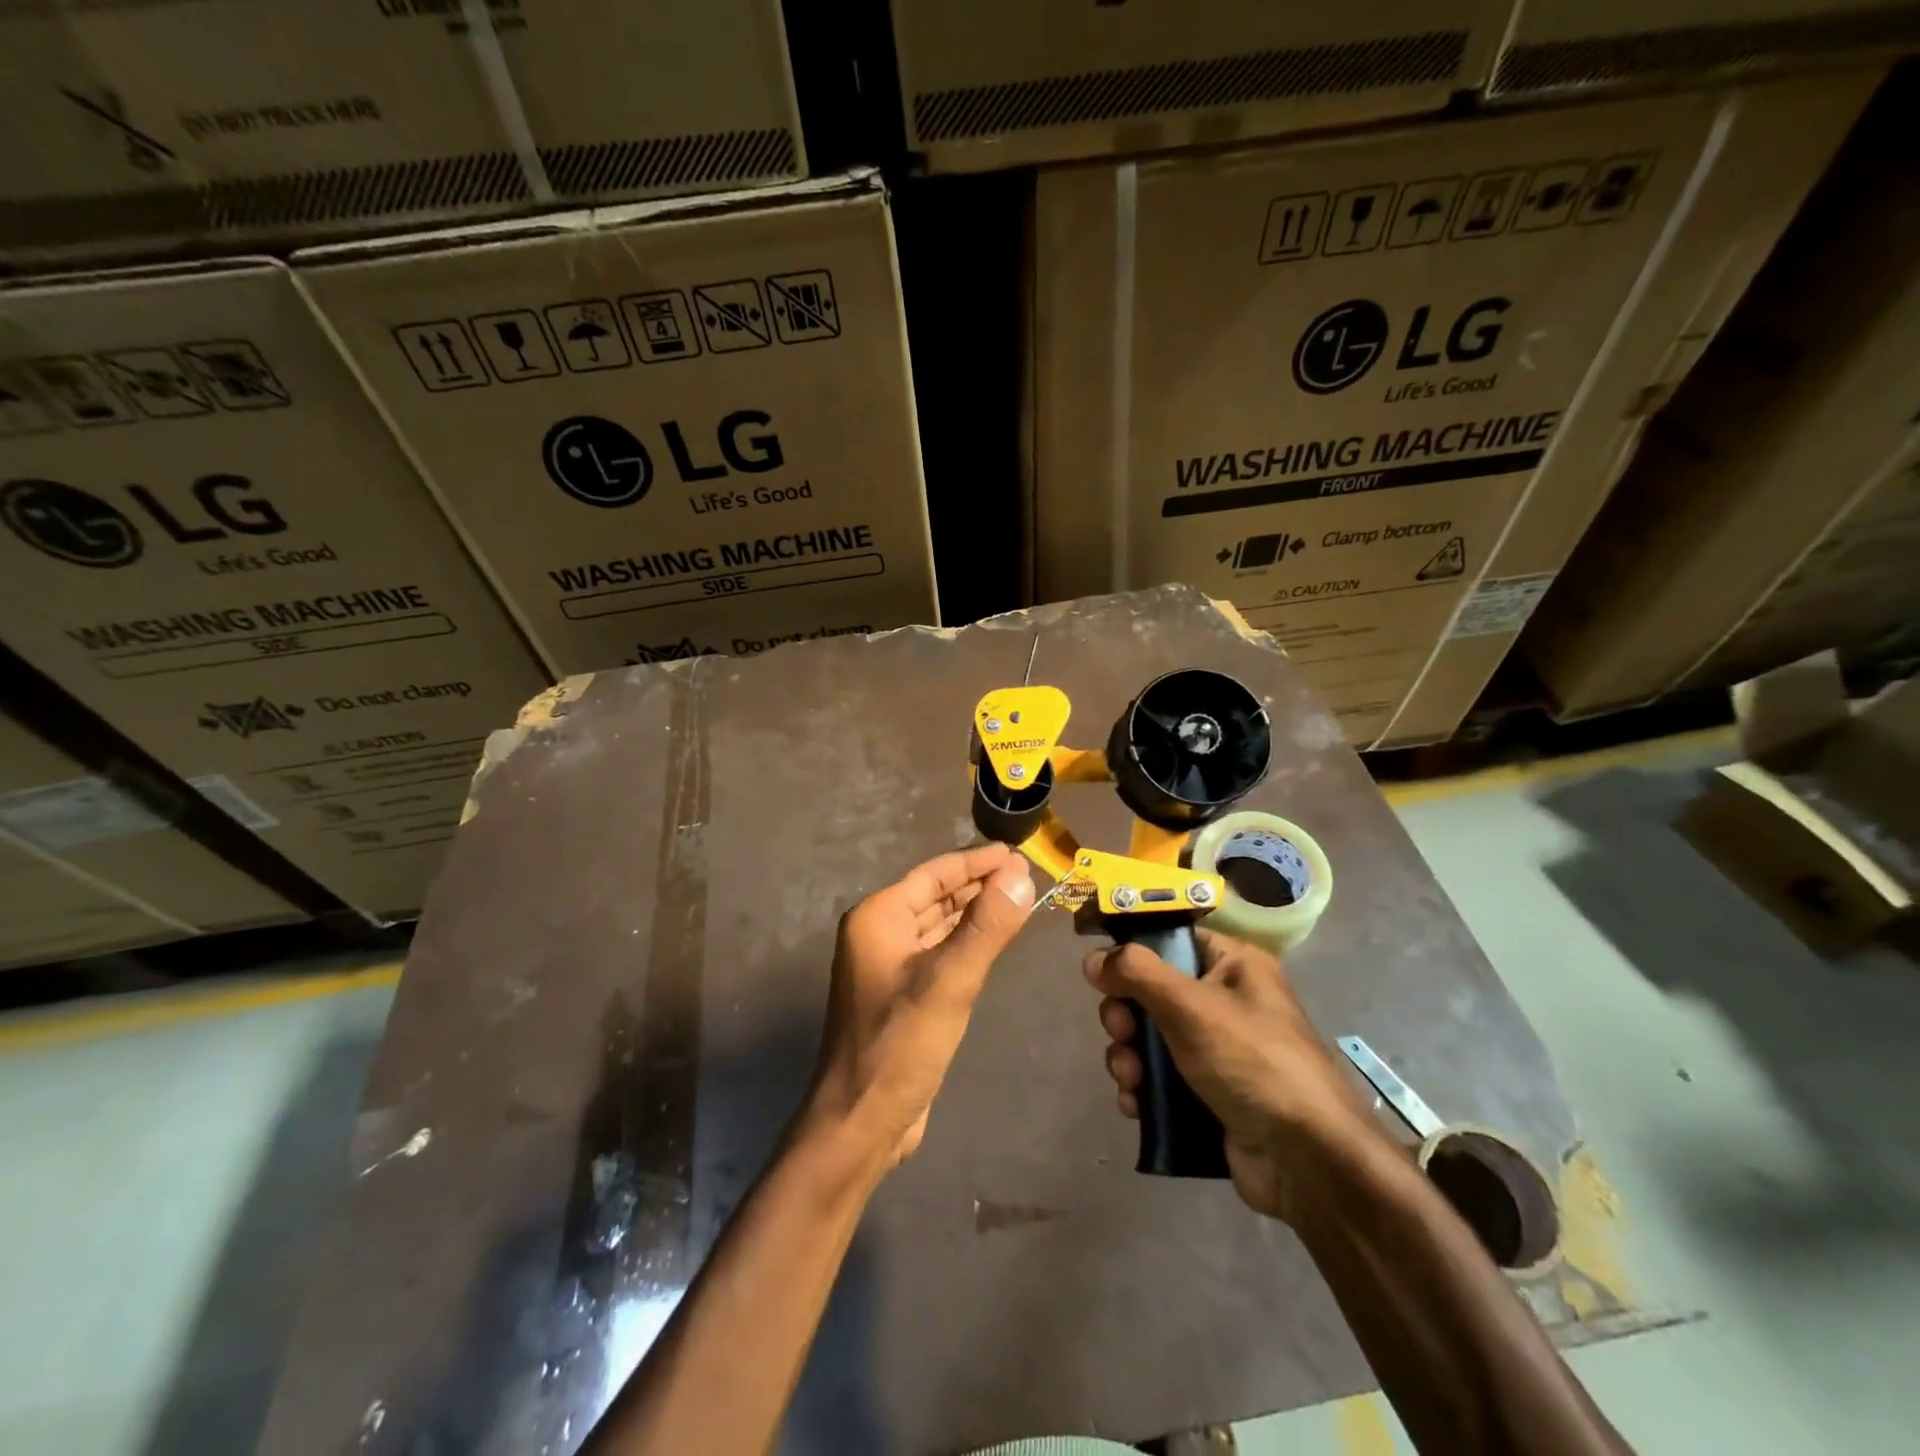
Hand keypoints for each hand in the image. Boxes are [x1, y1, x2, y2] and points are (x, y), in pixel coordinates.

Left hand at [804, 843, 1034, 1169]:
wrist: (861, 1124)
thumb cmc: (900, 1046)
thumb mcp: (950, 981)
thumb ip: (987, 926)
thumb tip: (1020, 874)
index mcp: (878, 918)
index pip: (935, 873)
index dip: (977, 862)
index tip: (1018, 854)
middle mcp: (878, 934)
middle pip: (936, 896)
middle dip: (979, 886)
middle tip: (1026, 876)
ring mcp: (887, 966)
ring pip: (939, 925)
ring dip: (974, 913)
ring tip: (1018, 900)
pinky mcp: (902, 996)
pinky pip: (939, 954)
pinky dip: (966, 943)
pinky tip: (993, 942)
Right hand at [1084, 928, 1379, 1220]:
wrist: (1307, 1161)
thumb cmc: (1252, 1062)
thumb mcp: (1191, 1006)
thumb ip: (1137, 973)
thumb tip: (1093, 958)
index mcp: (1233, 965)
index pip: (1172, 939)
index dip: (1133, 951)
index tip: (1100, 970)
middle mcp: (1225, 1001)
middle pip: (1151, 991)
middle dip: (1125, 1015)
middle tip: (1121, 1032)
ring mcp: (1216, 1051)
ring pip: (1150, 1037)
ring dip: (1128, 1055)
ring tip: (1130, 1079)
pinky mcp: (1207, 1094)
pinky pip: (1159, 1078)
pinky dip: (1141, 1088)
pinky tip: (1135, 1104)